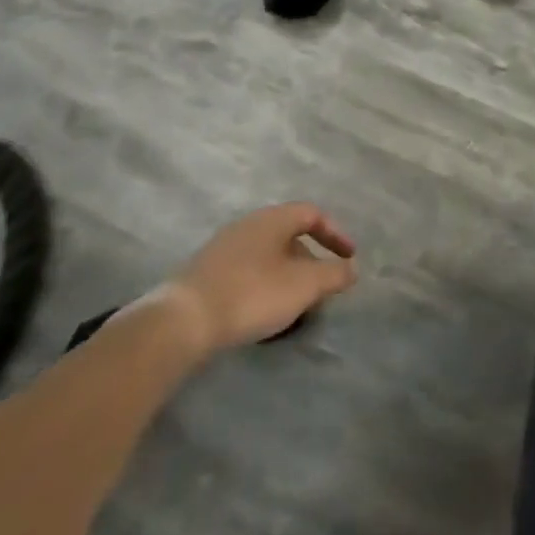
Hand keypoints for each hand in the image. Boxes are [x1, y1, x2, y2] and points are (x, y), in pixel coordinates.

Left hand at [154, 202, 357, 356]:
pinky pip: (246, 270)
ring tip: (293, 305)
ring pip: (267, 254)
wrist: (183, 320)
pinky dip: (263, 284)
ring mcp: (224, 246)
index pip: (312, 214)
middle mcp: (249, 223)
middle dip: (310, 259)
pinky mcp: (205, 272)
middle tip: (320, 287)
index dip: (335, 234)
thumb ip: (333, 275)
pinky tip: (261, 312)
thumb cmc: (251, 294)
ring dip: (286, 275)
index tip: (349, 258)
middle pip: (289, 234)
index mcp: (274, 218)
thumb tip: (352, 269)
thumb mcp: (303, 286)